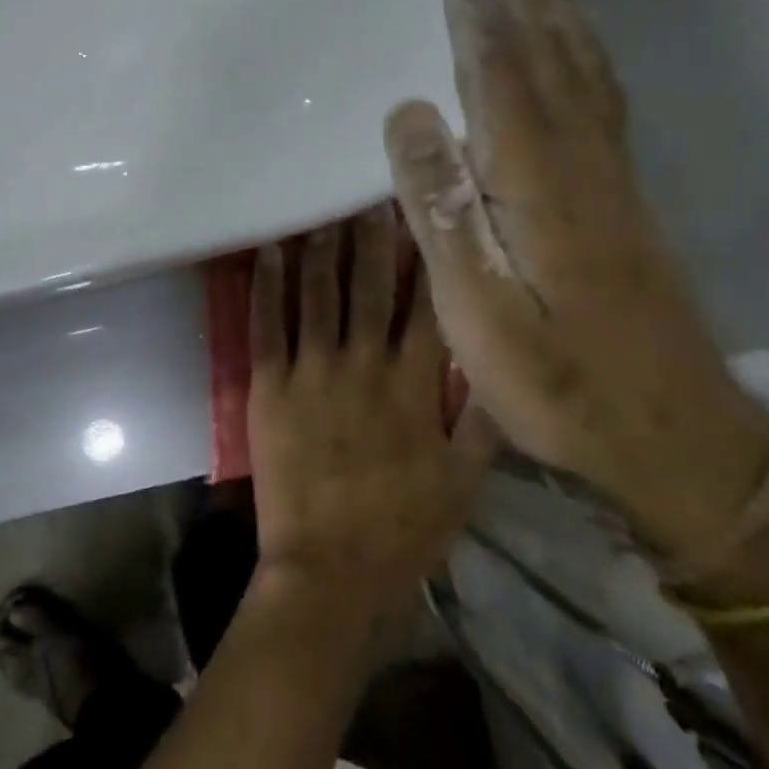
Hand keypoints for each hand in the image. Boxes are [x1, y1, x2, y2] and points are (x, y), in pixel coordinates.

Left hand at [247, 206, 499, 619]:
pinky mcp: (270, 386)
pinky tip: (269, 251)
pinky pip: (268, 325)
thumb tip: (500, 365)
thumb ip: (484, 422)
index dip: (425, 258)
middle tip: (369, 196)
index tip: (424, 218)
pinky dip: (267, 285)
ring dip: (321, 249)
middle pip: (370, 287)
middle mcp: (366, 365)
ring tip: (322, 212)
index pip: (425, 305)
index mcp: (416, 386)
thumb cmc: (403, 530)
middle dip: (372, 238)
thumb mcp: (464, 483)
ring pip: (318, 295)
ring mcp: (314, 371)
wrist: (330, 572)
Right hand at [383, 0, 768, 556]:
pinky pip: (600, 92)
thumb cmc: (558, 384)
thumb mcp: (477, 312)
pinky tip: (575, 35)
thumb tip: (406, 112)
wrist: (677, 439)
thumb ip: (442, 210)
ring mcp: (609, 173)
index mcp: (537, 179)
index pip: (497, 67)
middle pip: (545, 45)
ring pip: (581, 61)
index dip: (475, 0)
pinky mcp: (622, 193)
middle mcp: (579, 157)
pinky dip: (583, 46)